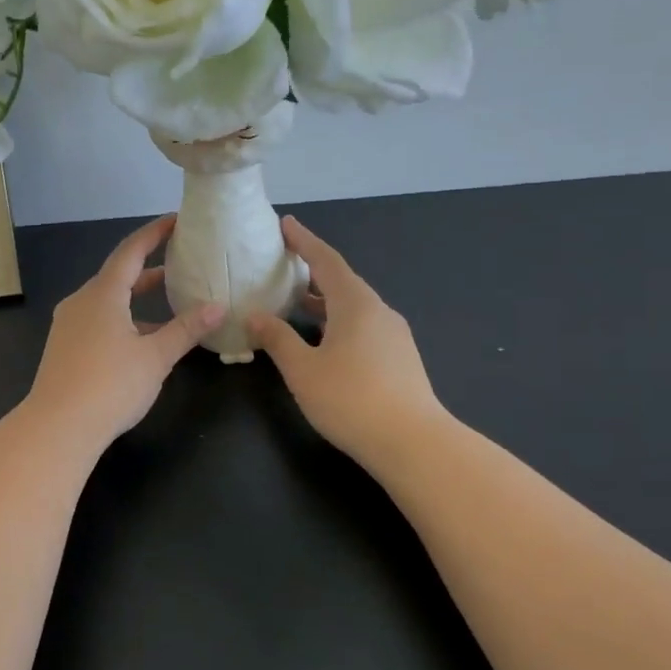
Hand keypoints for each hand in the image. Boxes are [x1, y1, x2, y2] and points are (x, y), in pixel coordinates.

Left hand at [23, 215, 223, 449]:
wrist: (57, 427)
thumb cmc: (110, 386)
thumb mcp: (155, 357)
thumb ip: (186, 329)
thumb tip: (218, 307)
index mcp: (102, 294)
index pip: (130, 251)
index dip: (154, 233)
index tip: (176, 221)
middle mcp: (81, 301)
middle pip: (118, 274)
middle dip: (149, 266)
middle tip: (180, 259)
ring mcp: (69, 324)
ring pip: (108, 300)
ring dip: (137, 296)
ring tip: (170, 297)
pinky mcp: (65, 346)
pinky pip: (98, 319)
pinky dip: (124, 318)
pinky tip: (144, 337)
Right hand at [247, 216, 451, 469]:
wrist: (415, 444)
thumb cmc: (351, 400)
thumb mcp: (303, 370)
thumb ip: (277, 339)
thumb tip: (255, 316)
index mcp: (355, 304)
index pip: (326, 261)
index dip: (304, 241)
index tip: (285, 224)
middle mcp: (378, 311)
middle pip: (342, 281)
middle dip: (312, 270)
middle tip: (284, 263)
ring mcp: (393, 336)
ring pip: (352, 306)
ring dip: (323, 299)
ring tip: (294, 301)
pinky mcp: (399, 359)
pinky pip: (362, 326)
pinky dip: (336, 320)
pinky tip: (322, 339)